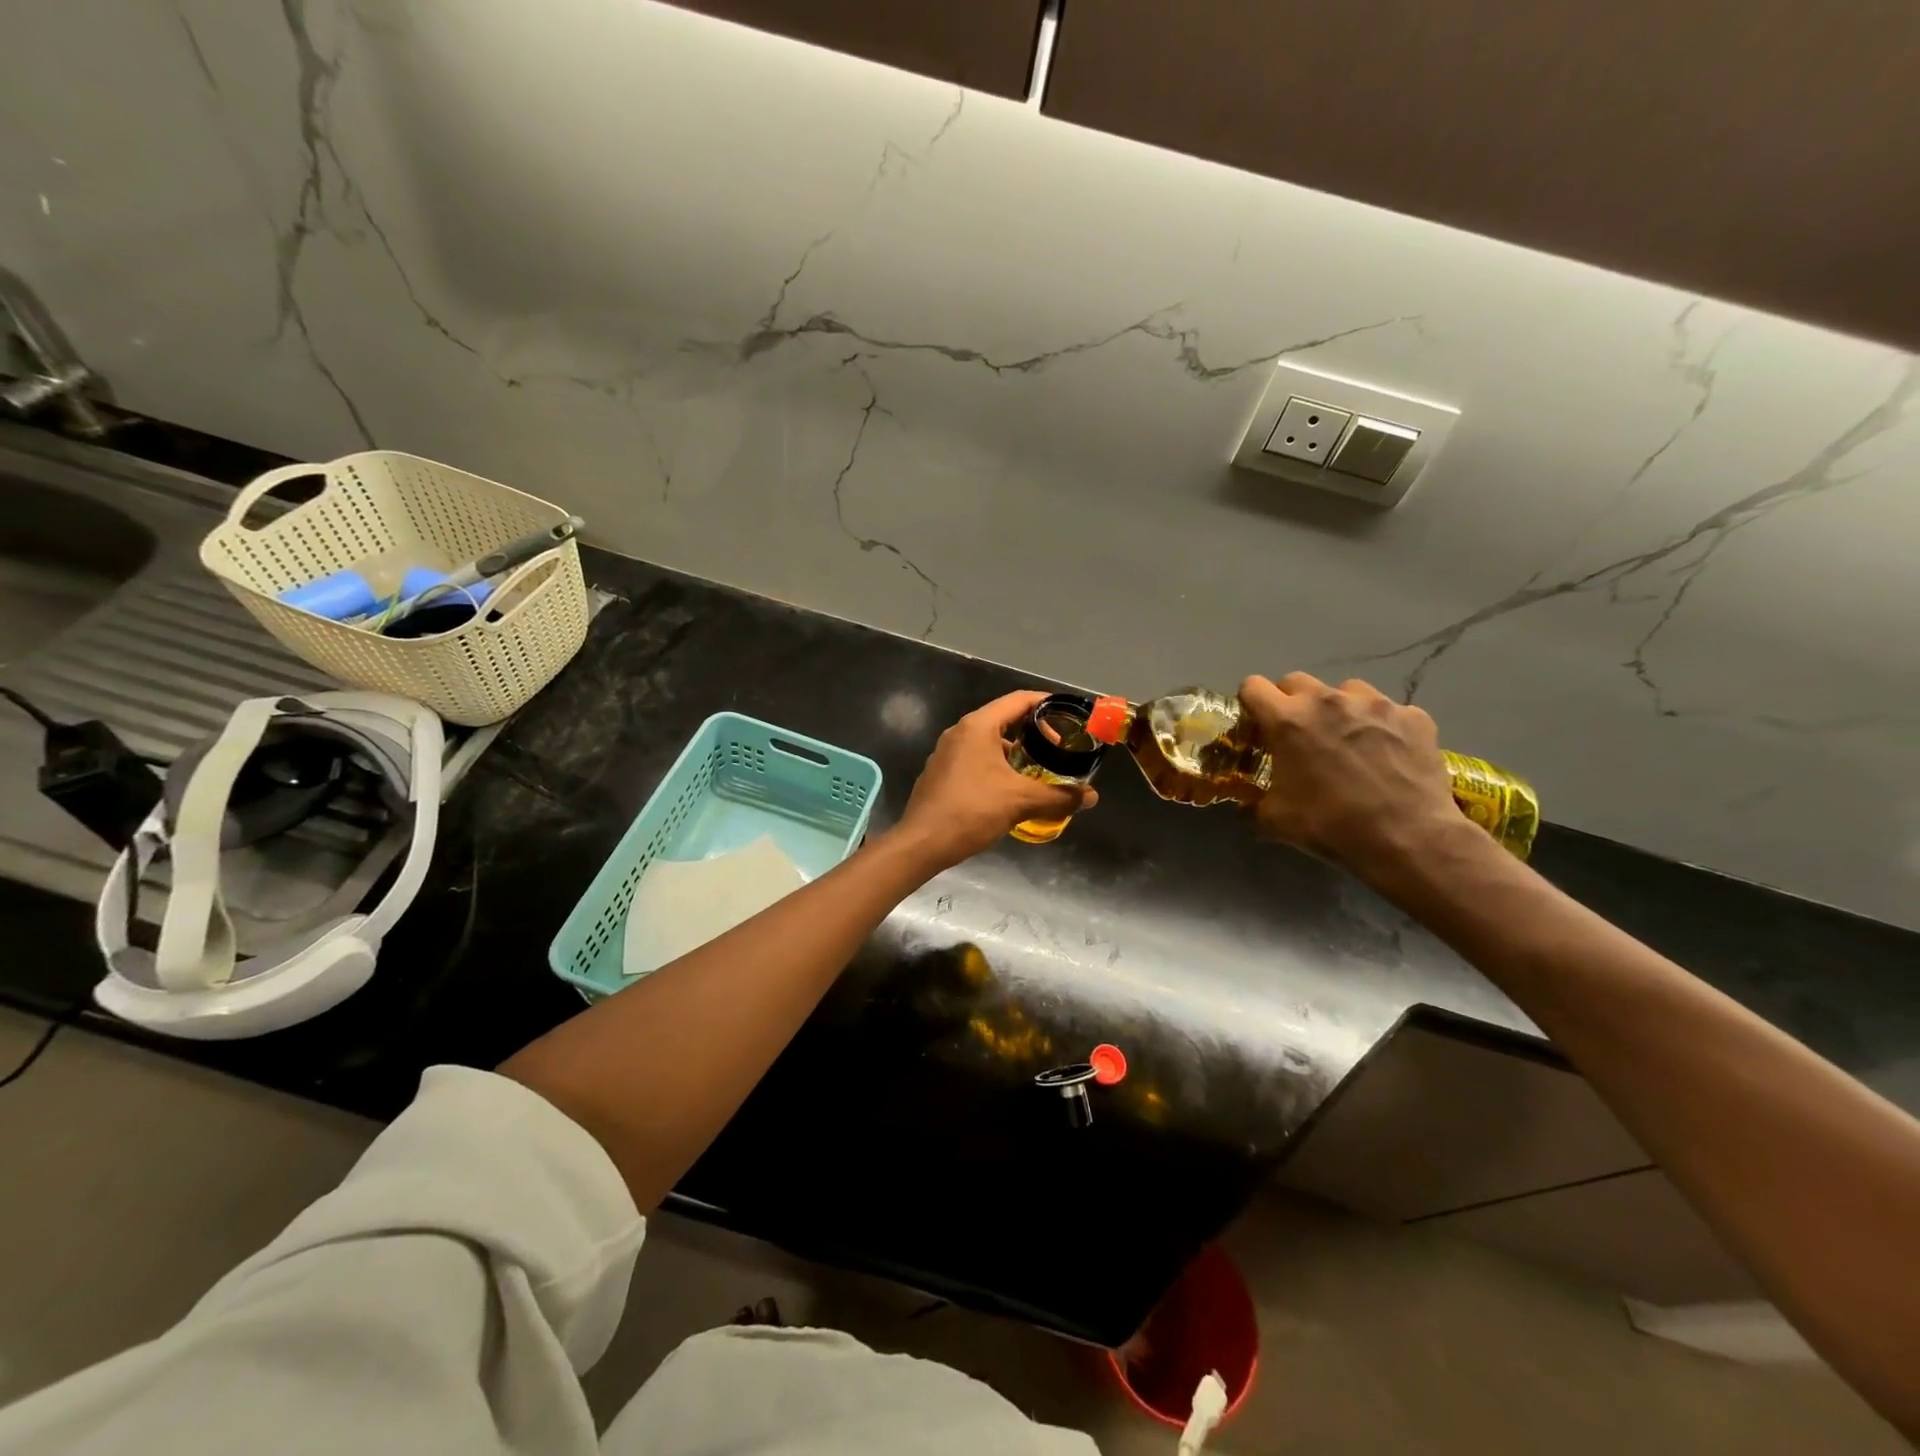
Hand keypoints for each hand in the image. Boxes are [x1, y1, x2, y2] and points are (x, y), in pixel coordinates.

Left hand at [894, 691, 1097, 867]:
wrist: (922, 842)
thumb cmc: (971, 810)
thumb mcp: (1020, 801)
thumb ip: (1058, 797)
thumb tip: (1090, 797)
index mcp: (978, 726)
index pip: (1019, 700)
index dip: (1047, 704)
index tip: (1069, 716)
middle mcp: (960, 732)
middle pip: (1004, 720)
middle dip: (1034, 732)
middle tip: (1058, 750)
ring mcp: (946, 753)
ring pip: (989, 743)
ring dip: (1015, 753)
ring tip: (1038, 773)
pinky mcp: (941, 773)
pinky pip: (976, 760)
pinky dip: (997, 766)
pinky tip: (1010, 790)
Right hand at [1238, 672, 1462, 870]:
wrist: (1408, 839)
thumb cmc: (1331, 825)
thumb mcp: (1274, 820)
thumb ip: (1255, 801)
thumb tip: (1249, 803)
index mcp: (1288, 720)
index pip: (1253, 686)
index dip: (1251, 703)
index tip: (1257, 723)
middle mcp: (1328, 700)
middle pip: (1296, 681)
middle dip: (1291, 702)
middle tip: (1299, 734)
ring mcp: (1374, 704)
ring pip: (1344, 690)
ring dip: (1337, 709)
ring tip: (1347, 739)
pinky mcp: (1412, 715)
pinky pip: (1387, 710)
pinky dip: (1380, 726)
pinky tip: (1387, 753)